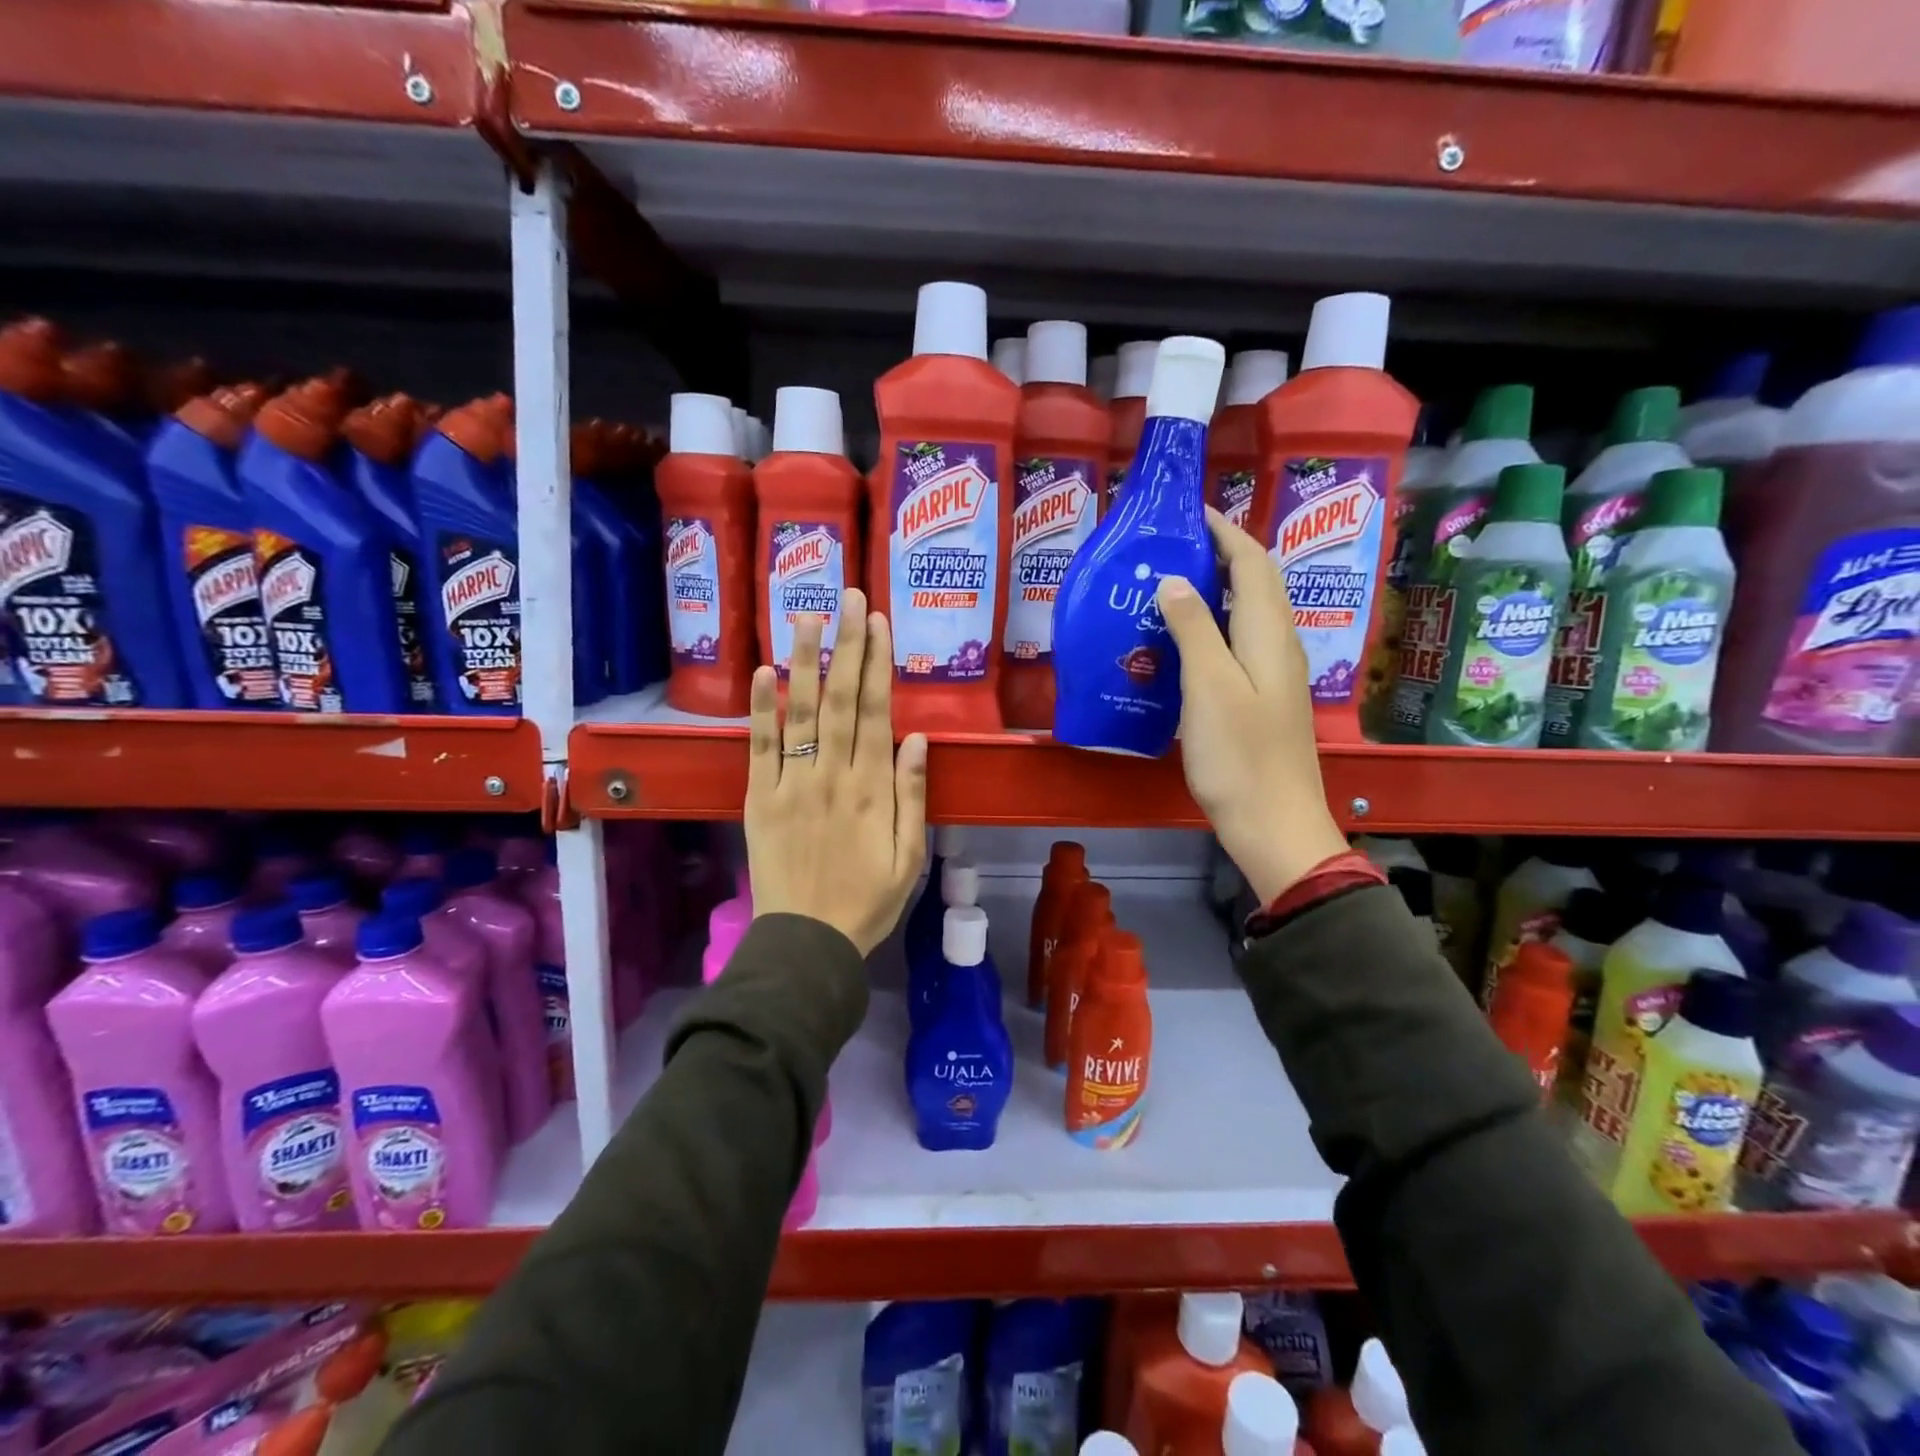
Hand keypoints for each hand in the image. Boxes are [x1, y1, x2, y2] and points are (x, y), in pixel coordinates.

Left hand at [745, 590, 928, 955]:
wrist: (807, 941)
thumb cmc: (868, 901)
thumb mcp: (911, 857)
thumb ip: (913, 796)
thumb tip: (917, 738)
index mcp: (872, 789)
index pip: (875, 712)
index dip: (877, 663)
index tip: (877, 622)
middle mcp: (832, 775)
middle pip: (840, 699)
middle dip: (845, 645)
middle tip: (847, 596)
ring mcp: (791, 784)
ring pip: (800, 712)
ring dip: (803, 661)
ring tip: (806, 616)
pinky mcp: (761, 798)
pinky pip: (760, 747)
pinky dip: (761, 709)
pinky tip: (764, 672)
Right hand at [1156, 507, 1347, 903]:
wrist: (1274, 825)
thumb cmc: (1239, 757)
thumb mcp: (1209, 687)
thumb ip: (1194, 629)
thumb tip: (1176, 580)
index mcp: (1268, 635)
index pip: (1252, 564)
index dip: (1225, 531)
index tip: (1188, 512)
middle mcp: (1278, 647)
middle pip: (1256, 584)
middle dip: (1221, 554)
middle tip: (1172, 546)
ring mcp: (1273, 675)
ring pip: (1248, 615)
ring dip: (1216, 590)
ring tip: (1171, 584)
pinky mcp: (1262, 700)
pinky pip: (1239, 644)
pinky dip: (1213, 626)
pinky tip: (1183, 642)